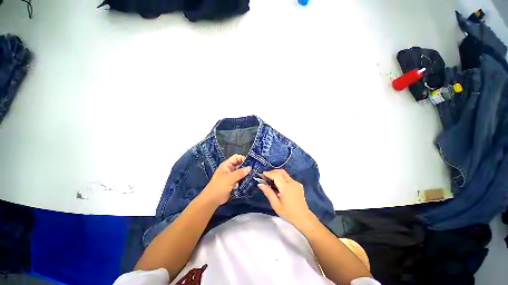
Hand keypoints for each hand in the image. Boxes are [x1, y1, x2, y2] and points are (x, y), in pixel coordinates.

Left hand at [199, 154, 250, 206]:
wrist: (212, 200)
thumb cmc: (219, 187)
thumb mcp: (229, 179)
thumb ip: (239, 173)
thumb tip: (250, 168)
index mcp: (227, 165)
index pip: (236, 157)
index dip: (243, 158)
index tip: (250, 163)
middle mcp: (230, 169)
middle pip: (240, 164)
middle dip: (246, 166)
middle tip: (255, 170)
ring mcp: (232, 176)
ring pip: (241, 172)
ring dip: (246, 173)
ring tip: (254, 175)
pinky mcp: (234, 182)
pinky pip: (241, 178)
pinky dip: (245, 179)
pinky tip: (251, 180)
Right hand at [258, 169, 316, 228]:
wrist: (303, 217)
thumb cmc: (288, 213)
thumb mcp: (276, 205)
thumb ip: (268, 193)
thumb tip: (260, 184)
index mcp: (286, 188)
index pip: (276, 175)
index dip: (269, 173)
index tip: (262, 174)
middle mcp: (292, 183)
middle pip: (281, 172)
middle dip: (272, 172)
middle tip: (265, 177)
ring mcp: (296, 183)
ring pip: (284, 174)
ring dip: (277, 174)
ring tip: (270, 181)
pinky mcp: (298, 184)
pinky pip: (288, 178)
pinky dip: (281, 178)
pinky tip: (278, 185)